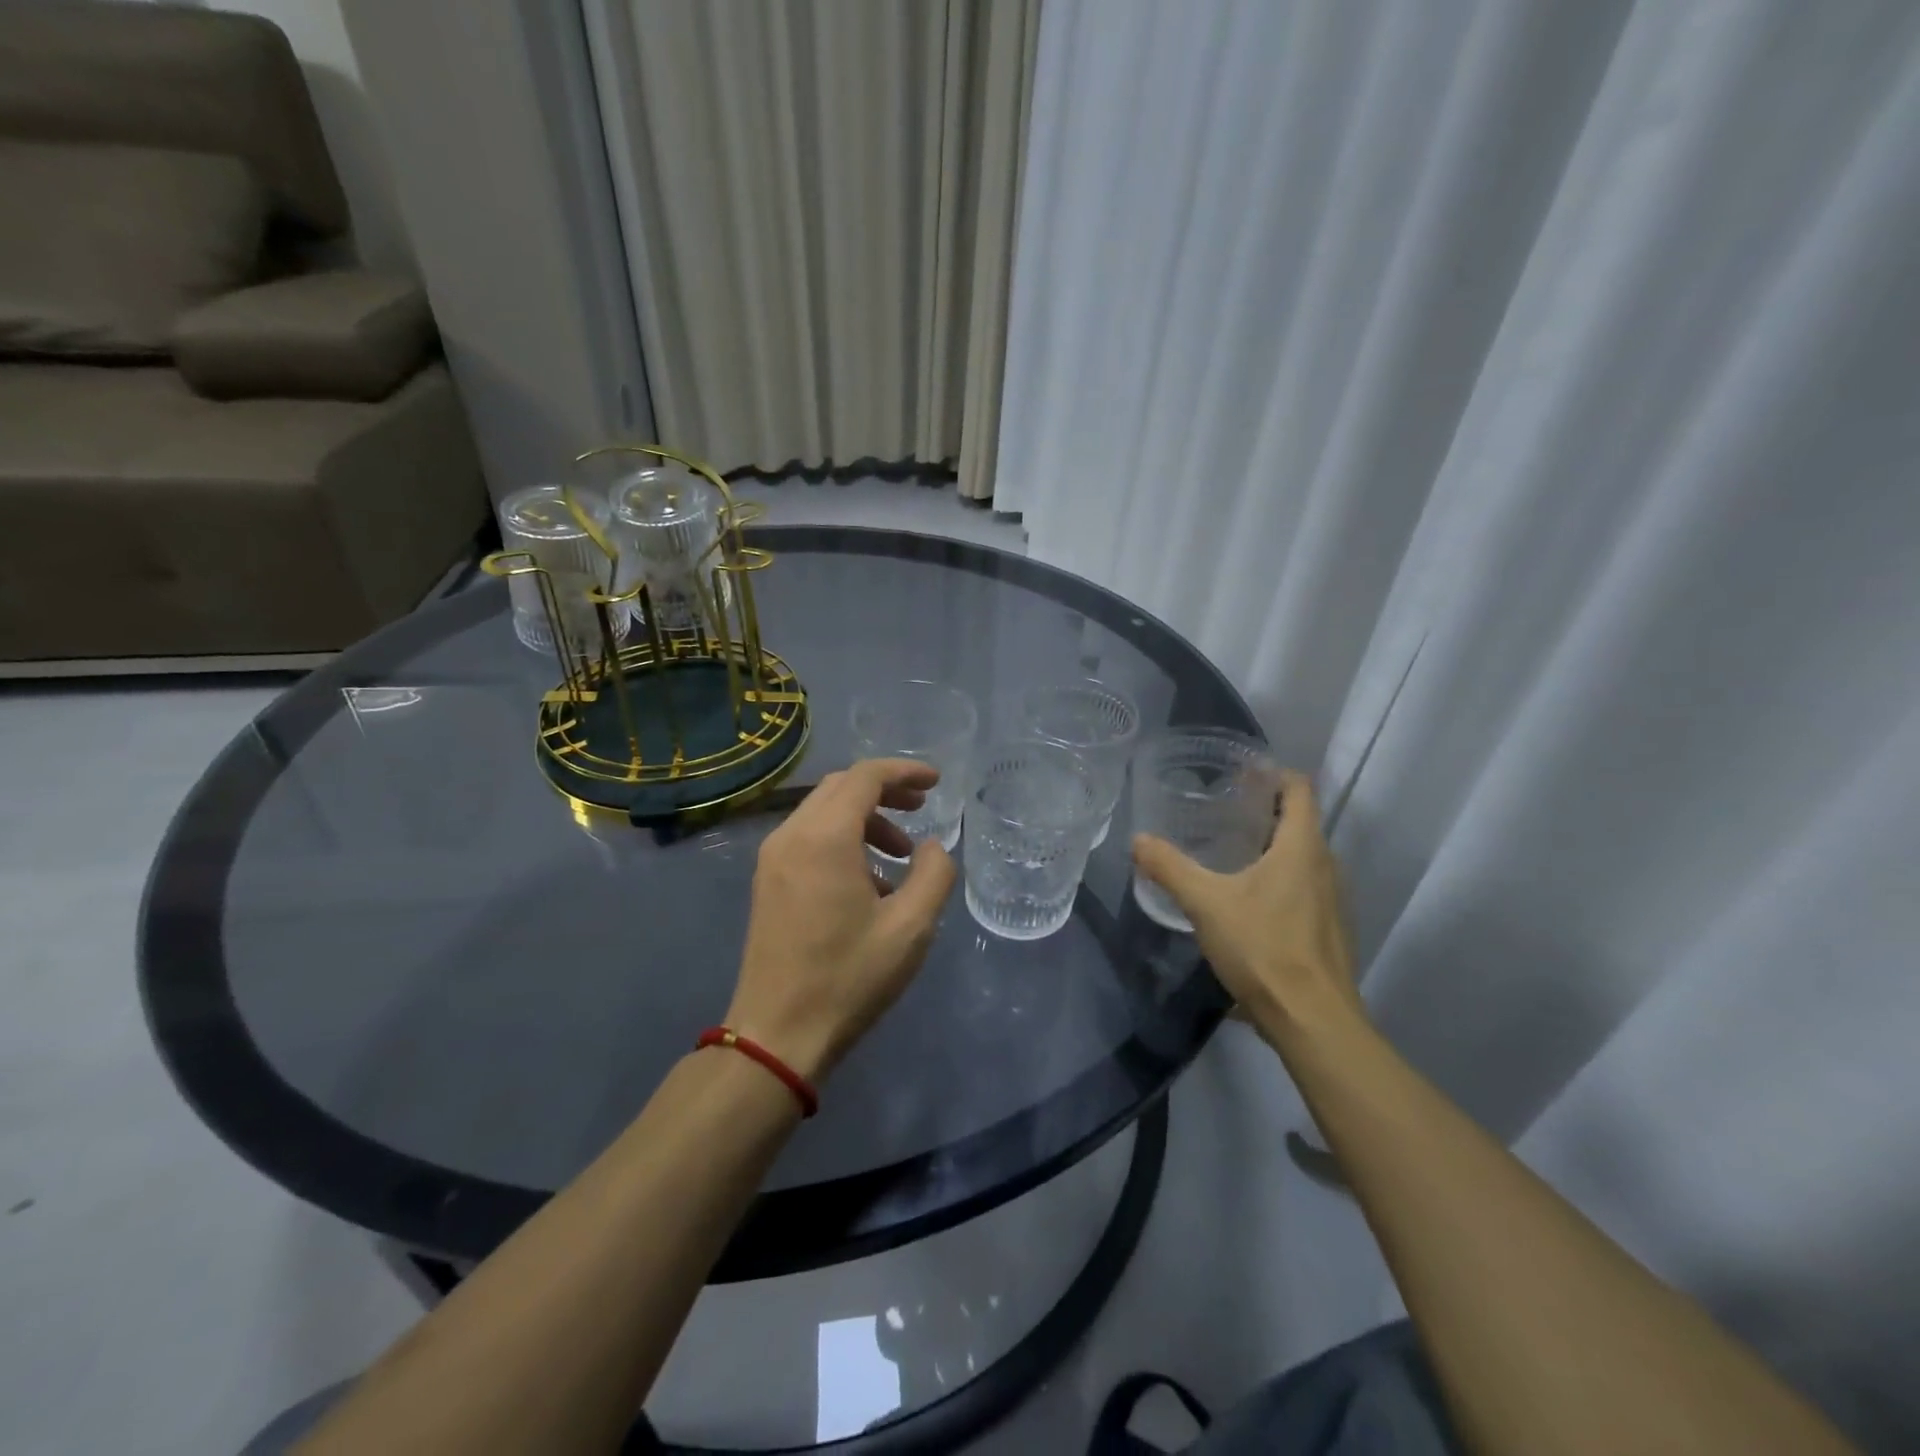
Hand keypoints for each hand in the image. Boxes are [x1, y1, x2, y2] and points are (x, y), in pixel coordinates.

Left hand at [727, 759, 957, 1082]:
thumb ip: (934, 874)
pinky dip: (843, 840)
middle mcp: (791, 835)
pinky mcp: (767, 882)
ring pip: (823, 812)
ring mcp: (773, 859)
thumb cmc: (849, 977)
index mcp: (825, 838)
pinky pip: (809, 838)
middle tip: (922, 808)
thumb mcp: (911, 927)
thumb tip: (931, 847)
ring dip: (865, 818)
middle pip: (841, 787)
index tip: (936, 783)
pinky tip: (869, 881)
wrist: (778, 1033)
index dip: (904, 772)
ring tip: (901, 855)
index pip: (865, 777)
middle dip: (885, 790)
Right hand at [1131, 769, 1365, 1044]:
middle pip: (1301, 821)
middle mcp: (1326, 865)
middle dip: (1265, 810)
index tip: (1240, 773)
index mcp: (1302, 847)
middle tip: (1222, 809)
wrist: (1313, 1020)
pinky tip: (1248, 899)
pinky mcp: (1330, 929)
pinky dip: (1280, 878)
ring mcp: (1333, 900)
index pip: (1299, 789)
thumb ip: (1170, 868)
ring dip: (1273, 846)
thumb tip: (1138, 840)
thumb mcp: (1206, 904)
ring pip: (1303, 857)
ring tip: (1231, 851)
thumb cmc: (1263, 948)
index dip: (1273, 774)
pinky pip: (1306, 886)